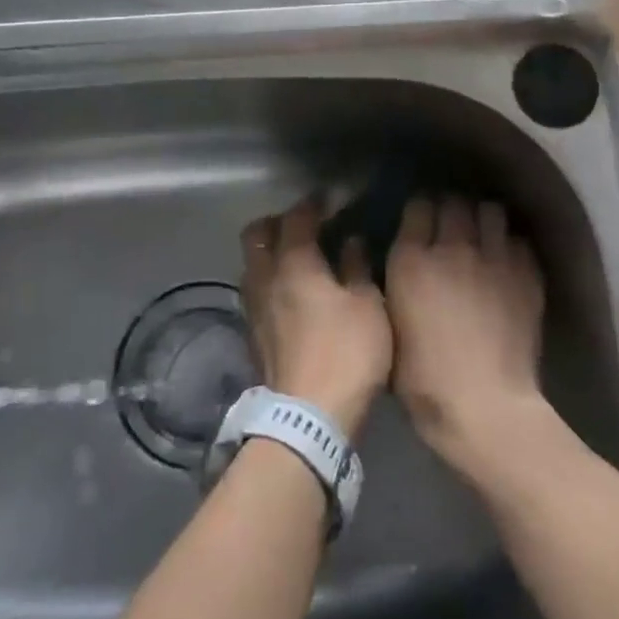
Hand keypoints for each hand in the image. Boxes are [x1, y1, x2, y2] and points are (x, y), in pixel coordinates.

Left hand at [239, 197, 391, 438]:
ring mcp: (253, 307)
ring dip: (270, 253)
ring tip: (298, 259)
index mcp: (294, 263)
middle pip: (256, 234)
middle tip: (304, 226)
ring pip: (251, 264)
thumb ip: (357, 267)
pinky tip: (292, 295)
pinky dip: (270, 281)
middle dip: (277, 222)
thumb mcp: (367, 306)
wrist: (308, 418)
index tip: (330, 199)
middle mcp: (265, 278)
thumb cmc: (346, 353)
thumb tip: (351, 242)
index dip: (314, 204)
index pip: (297, 218)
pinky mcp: (252, 334)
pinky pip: (255, 291)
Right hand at [384, 196, 548, 479]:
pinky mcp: (526, 274)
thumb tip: (403, 270)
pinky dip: (511, 247)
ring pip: (491, 212)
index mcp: (411, 260)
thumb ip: (396, 290)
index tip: (421, 222)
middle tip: (452, 228)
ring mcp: (493, 258)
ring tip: (484, 237)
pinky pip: (519, 242)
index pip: (418, 207)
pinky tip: (508, 264)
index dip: (420, 212)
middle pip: (455, 203)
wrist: (485, 406)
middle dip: (452, 210)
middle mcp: (452, 248)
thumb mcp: (390, 331)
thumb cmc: (424, 381)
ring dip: (485, 221)